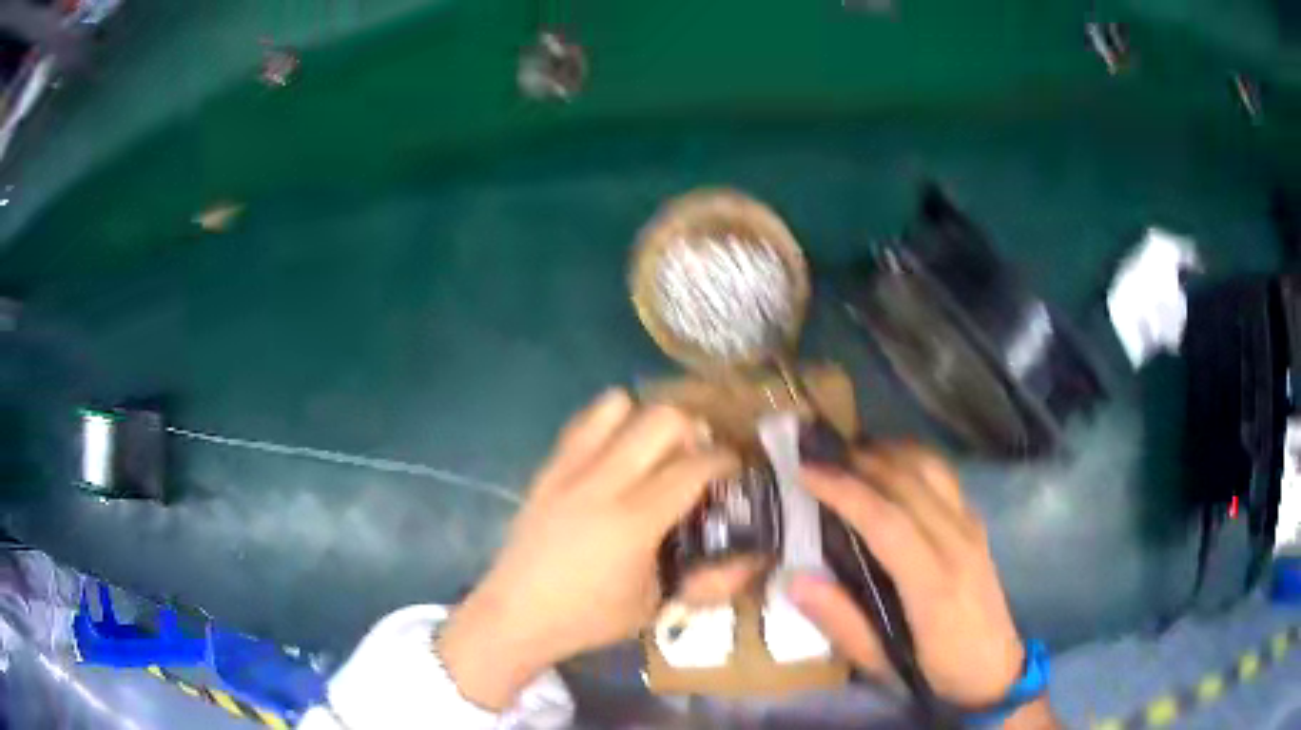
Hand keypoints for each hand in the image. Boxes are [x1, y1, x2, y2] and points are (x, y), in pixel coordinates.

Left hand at [438, 389, 737, 709]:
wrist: (516, 614)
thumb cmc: (589, 617)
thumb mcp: (656, 606)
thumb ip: (710, 581)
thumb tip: (755, 560)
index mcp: (635, 522)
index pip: (694, 467)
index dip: (725, 458)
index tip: (735, 466)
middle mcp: (603, 483)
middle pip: (661, 419)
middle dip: (692, 428)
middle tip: (696, 455)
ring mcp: (569, 470)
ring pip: (617, 405)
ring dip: (645, 418)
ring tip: (653, 449)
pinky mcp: (546, 468)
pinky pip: (581, 423)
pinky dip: (608, 424)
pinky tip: (614, 454)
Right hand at [789, 444, 1025, 707]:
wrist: (994, 670)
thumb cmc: (935, 672)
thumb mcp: (880, 663)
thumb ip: (840, 622)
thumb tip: (795, 578)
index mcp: (933, 584)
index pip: (888, 522)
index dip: (846, 491)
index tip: (806, 472)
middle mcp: (958, 544)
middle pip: (909, 484)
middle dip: (861, 462)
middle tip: (818, 455)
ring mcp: (972, 529)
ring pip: (931, 470)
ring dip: (889, 452)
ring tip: (850, 453)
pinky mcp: (977, 525)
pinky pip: (945, 478)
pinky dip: (912, 460)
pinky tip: (891, 467)